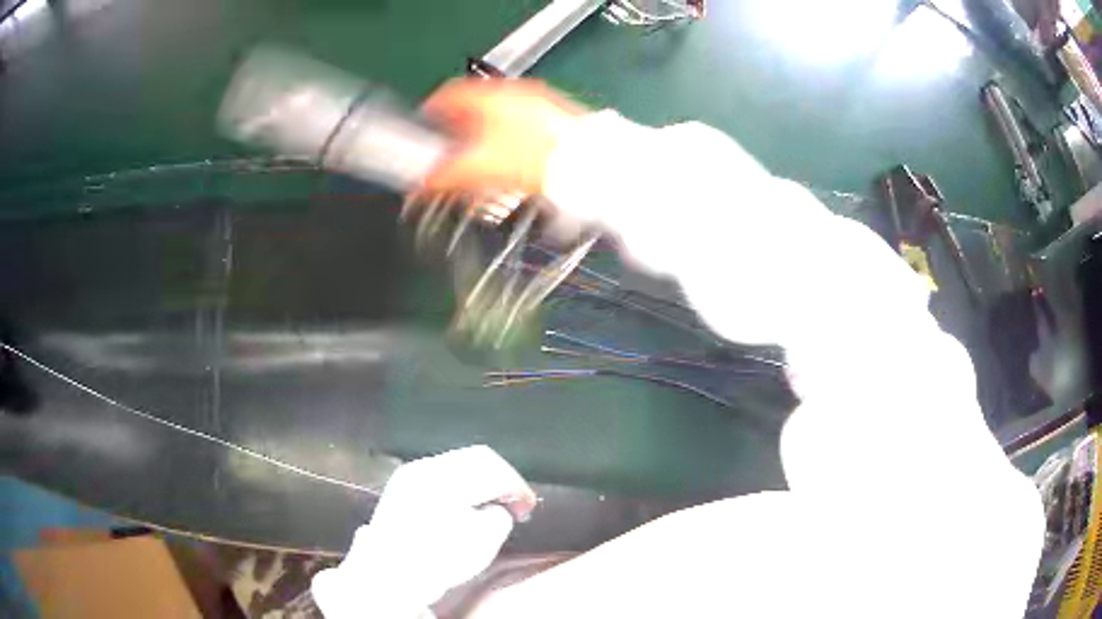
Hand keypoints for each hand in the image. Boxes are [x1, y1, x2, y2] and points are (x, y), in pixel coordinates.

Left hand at [312, 446, 535, 618]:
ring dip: (480, 481)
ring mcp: (410, 475)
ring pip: (457, 464)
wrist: (386, 574)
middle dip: (501, 479)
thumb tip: (498, 508)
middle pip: (475, 458)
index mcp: (446, 475)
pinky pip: (441, 475)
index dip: (517, 485)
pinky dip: (460, 486)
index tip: (528, 506)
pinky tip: (466, 505)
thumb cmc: (436, 558)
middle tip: (516, 503)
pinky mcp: (401, 488)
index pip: (493, 466)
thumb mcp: (481, 541)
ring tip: (493, 505)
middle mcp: (427, 466)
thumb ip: (498, 516)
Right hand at [422, 79, 585, 194]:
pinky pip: (523, 122)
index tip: (427, 123)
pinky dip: (510, 136)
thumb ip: (444, 176)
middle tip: (450, 146)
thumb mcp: (479, 169)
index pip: (448, 92)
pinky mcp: (557, 116)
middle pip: (474, 103)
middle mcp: (515, 91)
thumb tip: (423, 186)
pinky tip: (513, 160)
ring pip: (500, 112)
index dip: (432, 109)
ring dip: (484, 132)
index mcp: (491, 95)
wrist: (588, 163)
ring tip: (481, 158)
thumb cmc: (537, 157)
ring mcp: (539, 101)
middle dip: (458, 126)